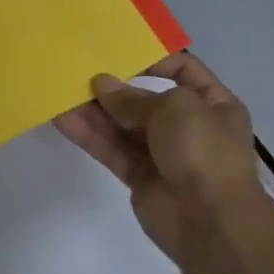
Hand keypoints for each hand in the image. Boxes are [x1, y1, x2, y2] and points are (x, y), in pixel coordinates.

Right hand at [54, 53, 270, 273]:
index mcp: (212, 104)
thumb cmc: (203, 151)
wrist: (211, 222)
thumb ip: (133, 98)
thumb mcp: (174, 108)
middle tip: (79, 71)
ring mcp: (163, 153)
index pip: (182, 70)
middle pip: (145, 99)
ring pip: (122, 126)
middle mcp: (189, 126)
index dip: (153, 59)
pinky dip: (89, 135)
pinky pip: (111, 150)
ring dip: (94, 110)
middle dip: (114, 87)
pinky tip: (62, 119)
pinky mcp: (139, 177)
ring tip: (61, 91)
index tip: (117, 52)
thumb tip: (102, 85)